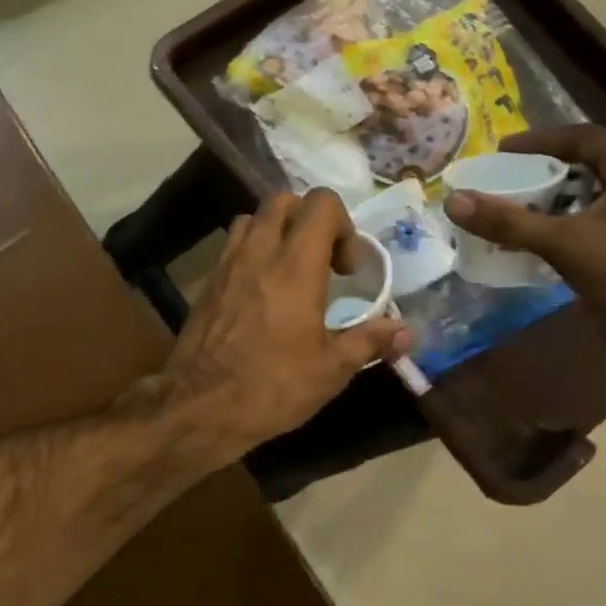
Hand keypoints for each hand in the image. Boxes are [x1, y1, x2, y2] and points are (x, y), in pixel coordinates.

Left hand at [156, 190, 410, 463]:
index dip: (342, 224)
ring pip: (252, 218)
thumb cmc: (271, 387)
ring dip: (276, 231)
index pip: (320, 203)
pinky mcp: (207, 282)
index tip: (346, 269)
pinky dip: (252, 251)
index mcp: (295, 266)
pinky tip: (261, 291)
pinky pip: (232, 245)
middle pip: (283, 200)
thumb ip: (369, 341)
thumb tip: (406, 331)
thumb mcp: (330, 370)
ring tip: (290, 270)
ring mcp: (226, 264)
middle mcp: (258, 253)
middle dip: (309, 219)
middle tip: (322, 262)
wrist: (199, 405)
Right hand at [445, 125, 605, 372]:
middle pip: (584, 168)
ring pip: (587, 199)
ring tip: (510, 213)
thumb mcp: (565, 244)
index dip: (541, 140)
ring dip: (549, 204)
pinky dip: (561, 228)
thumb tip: (454, 200)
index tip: (502, 151)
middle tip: (501, 182)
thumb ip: (509, 221)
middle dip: (540, 173)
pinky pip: (592, 226)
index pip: (584, 139)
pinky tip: (535, 246)